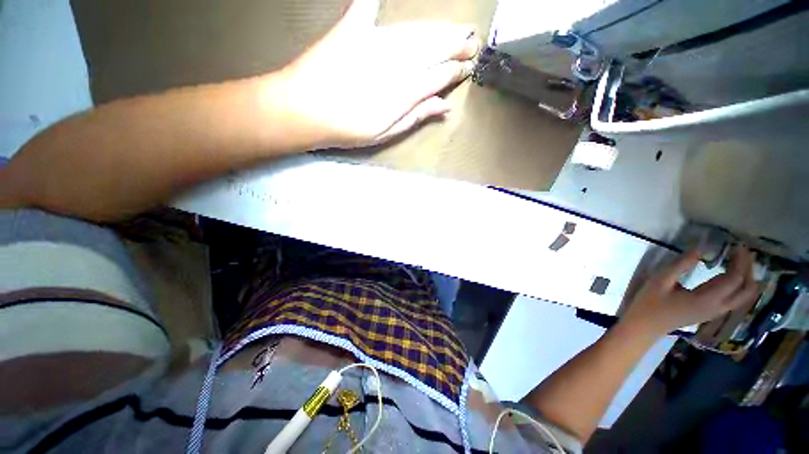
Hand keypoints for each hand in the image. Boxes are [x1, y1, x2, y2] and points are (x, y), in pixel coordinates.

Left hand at [275, 0, 479, 147]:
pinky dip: (381, 3)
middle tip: (471, 42)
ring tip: (456, 28)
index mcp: (402, 92)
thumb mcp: (384, 133)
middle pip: (432, 49)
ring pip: (415, 32)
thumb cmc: (346, 128)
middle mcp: (394, 62)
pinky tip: (387, 3)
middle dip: (455, 45)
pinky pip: (371, 9)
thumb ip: (415, 116)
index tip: (467, 68)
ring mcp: (373, 42)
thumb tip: (444, 107)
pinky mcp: (352, 29)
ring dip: (438, 29)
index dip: (454, 71)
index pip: (438, 76)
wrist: (301, 109)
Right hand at [622, 246, 760, 335]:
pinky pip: (734, 298)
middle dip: (749, 269)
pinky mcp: (711, 312)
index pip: (735, 279)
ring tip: (739, 260)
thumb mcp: (660, 281)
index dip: (740, 261)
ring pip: (743, 296)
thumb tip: (700, 249)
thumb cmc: (650, 302)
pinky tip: (729, 274)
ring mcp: (716, 311)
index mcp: (707, 299)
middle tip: (742, 251)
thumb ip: (680, 265)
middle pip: (747, 289)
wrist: (645, 325)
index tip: (737, 245)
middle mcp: (718, 307)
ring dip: (747, 277)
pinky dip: (738, 285)